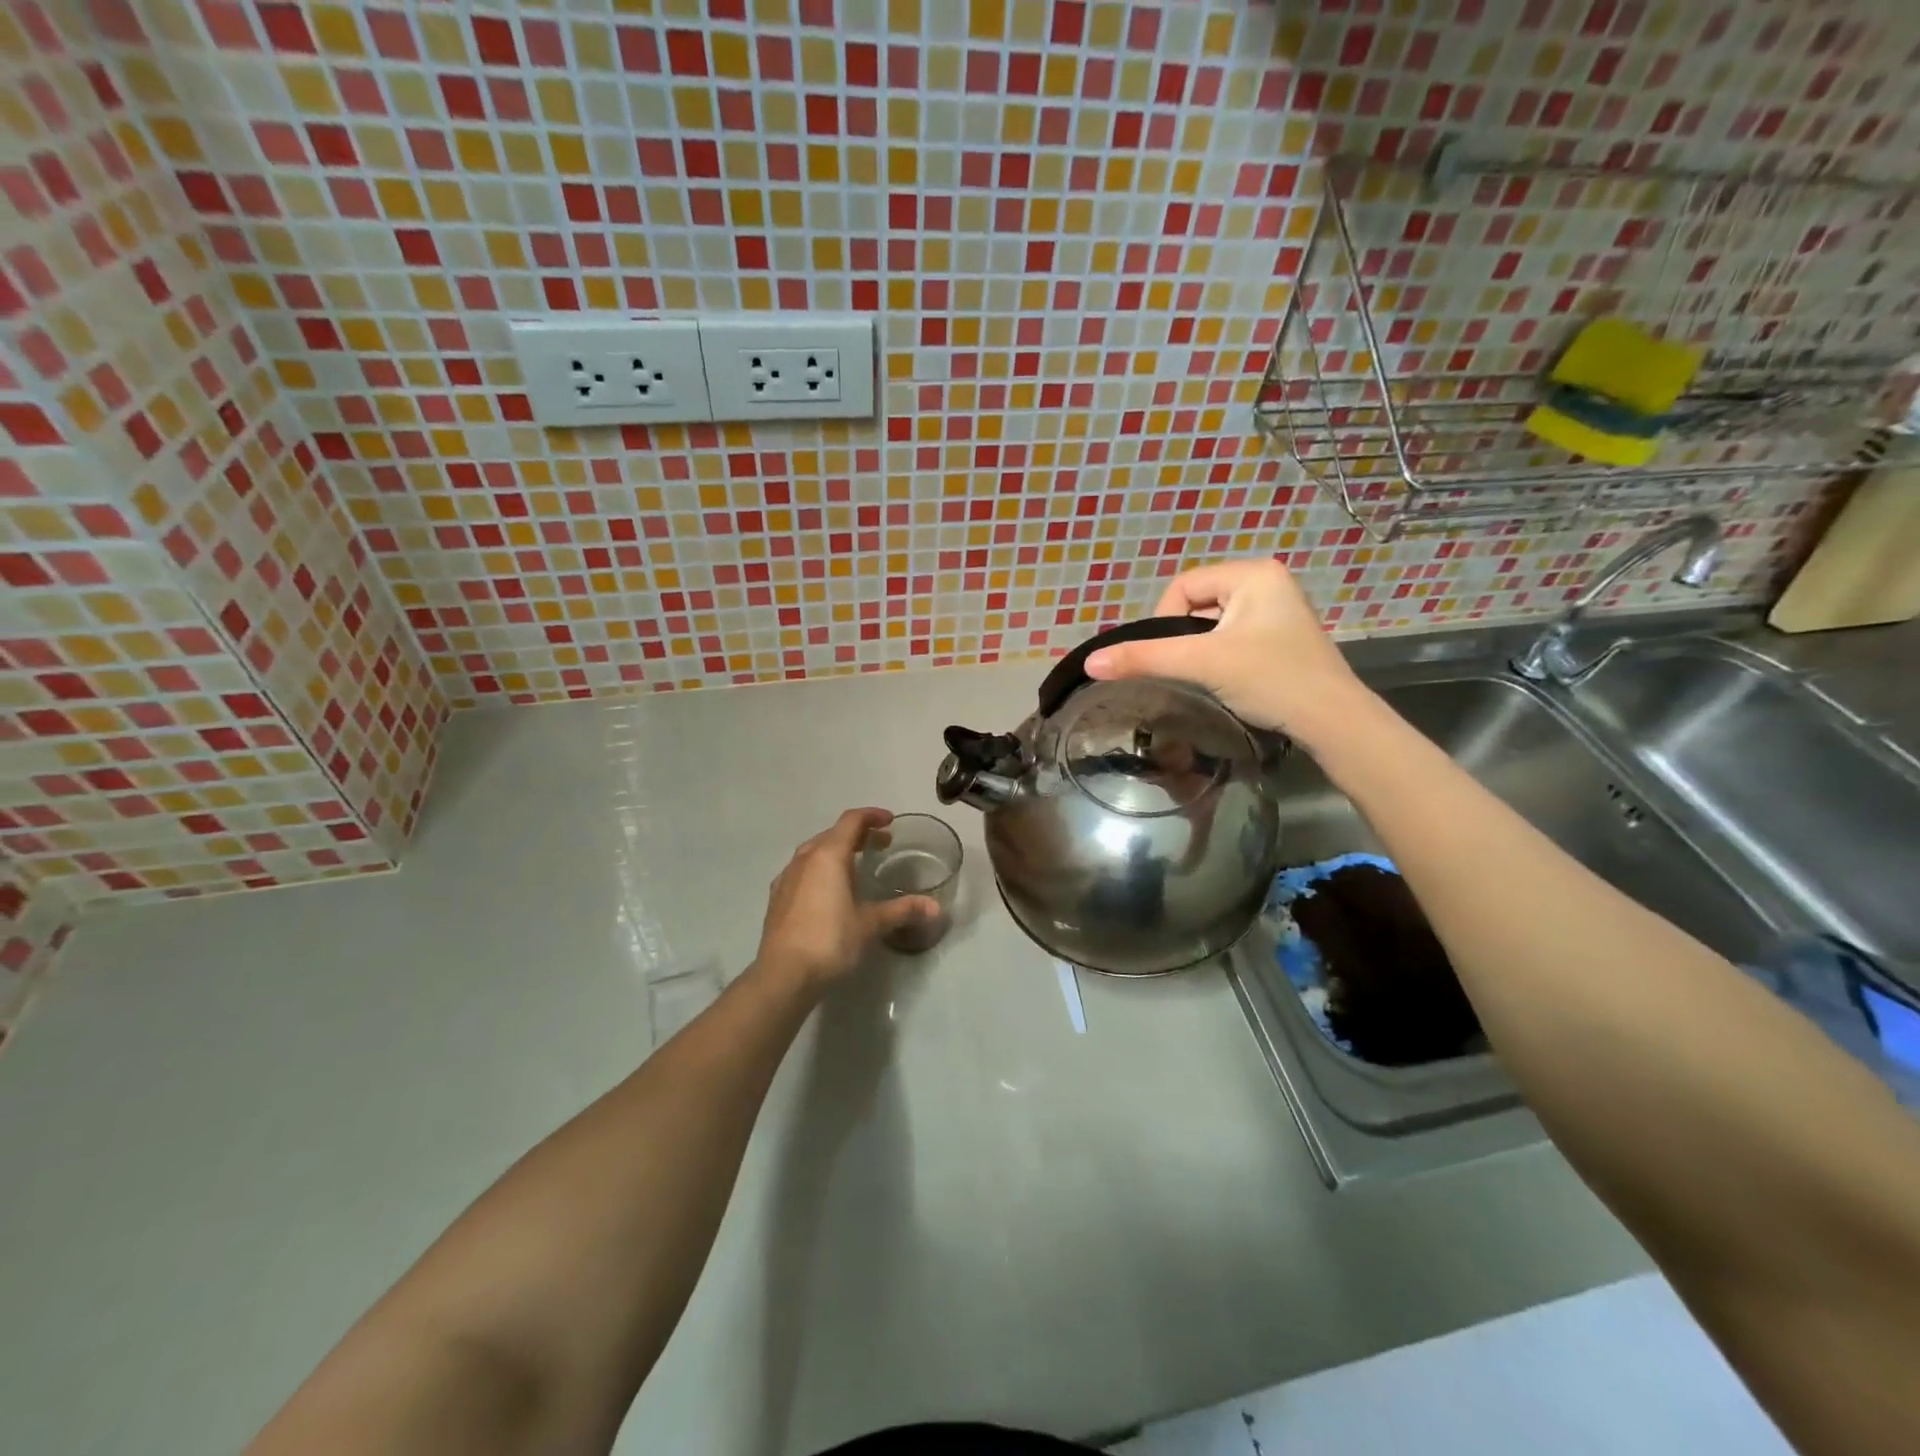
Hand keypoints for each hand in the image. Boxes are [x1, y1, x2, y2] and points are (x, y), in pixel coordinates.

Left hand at [753, 809, 939, 991]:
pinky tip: (828, 889)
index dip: (872, 816)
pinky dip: (820, 868)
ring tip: (856, 865)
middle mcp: (805, 858)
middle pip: (833, 833)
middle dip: (858, 834)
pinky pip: (802, 869)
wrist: (783, 974)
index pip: (852, 821)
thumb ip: (902, 910)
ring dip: (838, 850)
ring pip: (815, 851)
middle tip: (881, 844)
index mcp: (829, 855)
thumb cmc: (831, 940)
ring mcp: (787, 876)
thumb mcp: (871, 924)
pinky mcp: (777, 896)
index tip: (890, 821)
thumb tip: (936, 907)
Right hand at [1084, 559, 1367, 743]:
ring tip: (1209, 678)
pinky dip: (1220, 658)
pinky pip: (1232, 638)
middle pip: (1197, 604)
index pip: (1183, 585)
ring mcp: (1278, 611)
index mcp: (1253, 573)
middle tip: (1189, 669)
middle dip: (1185, 637)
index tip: (1170, 655)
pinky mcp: (1281, 638)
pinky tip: (1228, 681)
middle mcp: (1268, 583)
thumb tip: (1089, 663)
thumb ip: (1145, 658)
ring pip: (1213, 625)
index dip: (1164, 619)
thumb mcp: (1202, 663)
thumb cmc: (1270, 679)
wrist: (1331, 721)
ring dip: (1201, 650)